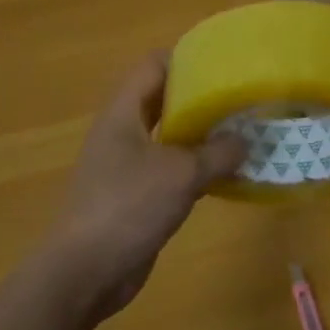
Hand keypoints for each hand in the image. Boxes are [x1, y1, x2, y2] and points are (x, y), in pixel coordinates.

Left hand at [41, 52, 244, 322]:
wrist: (85, 273)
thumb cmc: (128, 207)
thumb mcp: (181, 174)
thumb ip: (218, 152)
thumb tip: (244, 141)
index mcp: (123, 114)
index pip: (153, 66)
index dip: (186, 57)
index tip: (224, 61)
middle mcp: (122, 133)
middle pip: (162, 100)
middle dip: (200, 96)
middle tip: (240, 96)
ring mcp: (126, 166)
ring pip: (168, 136)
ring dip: (201, 134)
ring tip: (242, 130)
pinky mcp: (135, 196)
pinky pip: (170, 169)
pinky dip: (195, 166)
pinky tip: (226, 173)